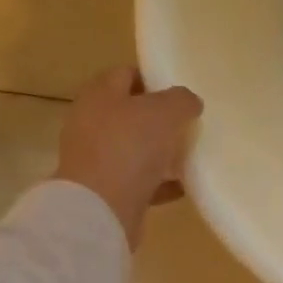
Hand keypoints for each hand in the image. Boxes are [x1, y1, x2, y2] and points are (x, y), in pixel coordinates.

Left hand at [54, 67, 203, 249]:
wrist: (101, 208)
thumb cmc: (129, 148)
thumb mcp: (164, 112)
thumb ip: (181, 100)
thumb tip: (190, 102)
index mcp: (100, 95)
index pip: (126, 74)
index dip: (154, 79)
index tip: (181, 93)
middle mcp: (92, 123)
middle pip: (130, 113)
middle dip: (159, 118)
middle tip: (189, 124)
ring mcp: (97, 158)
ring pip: (135, 148)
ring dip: (160, 152)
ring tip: (190, 156)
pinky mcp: (106, 190)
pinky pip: (138, 180)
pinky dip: (160, 182)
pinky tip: (183, 187)